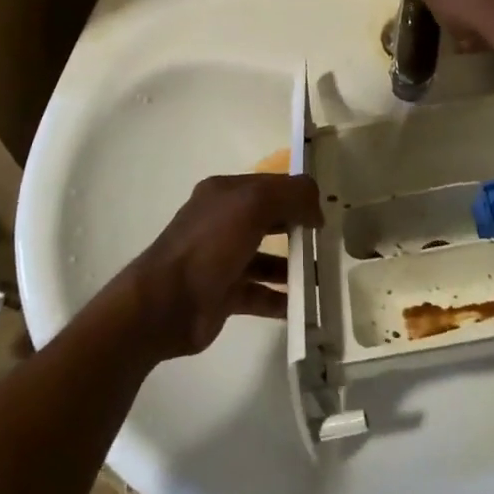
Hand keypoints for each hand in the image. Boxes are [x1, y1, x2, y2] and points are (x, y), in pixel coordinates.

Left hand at [121, 173, 322, 360]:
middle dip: (299, 229)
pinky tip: (307, 308)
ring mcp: (223, 259)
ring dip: (295, 267)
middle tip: (328, 244)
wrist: (165, 303)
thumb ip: (291, 195)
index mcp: (225, 193)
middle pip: (270, 220)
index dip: (298, 195)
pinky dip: (283, 299)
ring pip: (268, 259)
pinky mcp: (224, 294)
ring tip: (323, 278)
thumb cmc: (209, 244)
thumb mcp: (253, 204)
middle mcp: (223, 222)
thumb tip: (316, 209)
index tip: (326, 213)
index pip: (271, 185)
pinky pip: (261, 294)